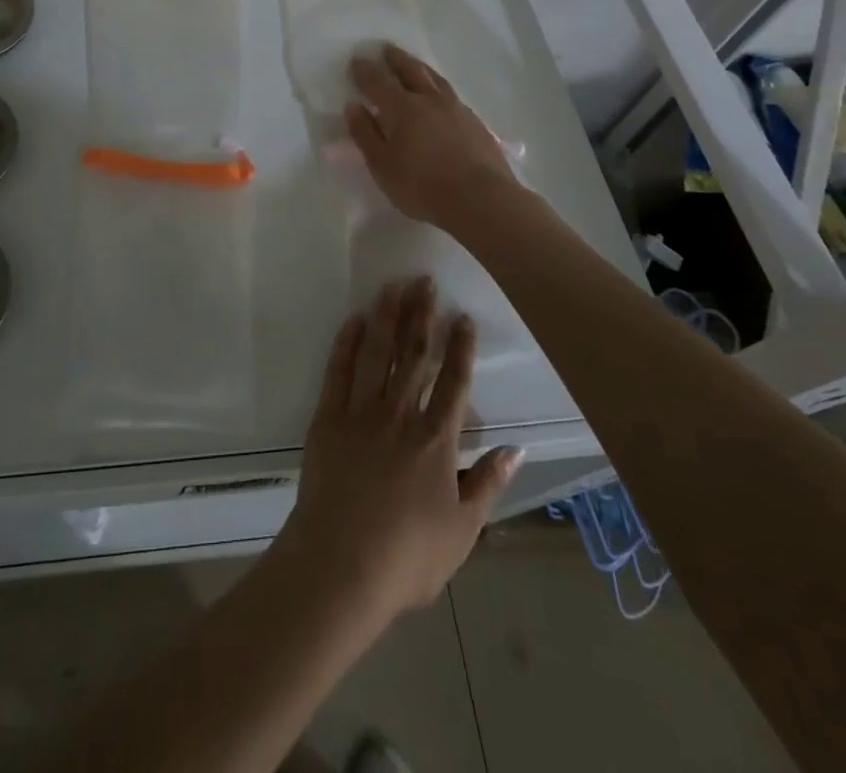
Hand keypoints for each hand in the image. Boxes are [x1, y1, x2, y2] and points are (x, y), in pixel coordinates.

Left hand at [277, 278, 520, 623]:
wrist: (342, 564)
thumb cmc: (408, 556)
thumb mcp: (464, 530)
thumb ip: (488, 484)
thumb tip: (517, 448)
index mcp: (436, 440)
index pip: (453, 382)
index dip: (459, 347)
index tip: (462, 316)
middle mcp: (401, 415)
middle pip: (414, 355)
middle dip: (421, 315)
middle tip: (425, 280)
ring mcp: (361, 412)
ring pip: (377, 353)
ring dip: (386, 316)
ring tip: (393, 285)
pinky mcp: (328, 417)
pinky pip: (339, 371)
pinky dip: (347, 342)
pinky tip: (354, 319)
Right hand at [345, 44, 516, 228]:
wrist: (481, 199)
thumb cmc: (422, 185)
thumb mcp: (382, 165)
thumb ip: (366, 134)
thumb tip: (354, 106)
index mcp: (402, 108)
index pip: (378, 82)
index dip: (365, 70)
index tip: (357, 59)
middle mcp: (429, 100)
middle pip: (410, 70)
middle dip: (395, 59)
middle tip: (386, 48)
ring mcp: (456, 109)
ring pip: (435, 78)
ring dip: (420, 67)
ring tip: (413, 63)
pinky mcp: (475, 122)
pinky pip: (451, 94)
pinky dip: (439, 87)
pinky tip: (440, 95)